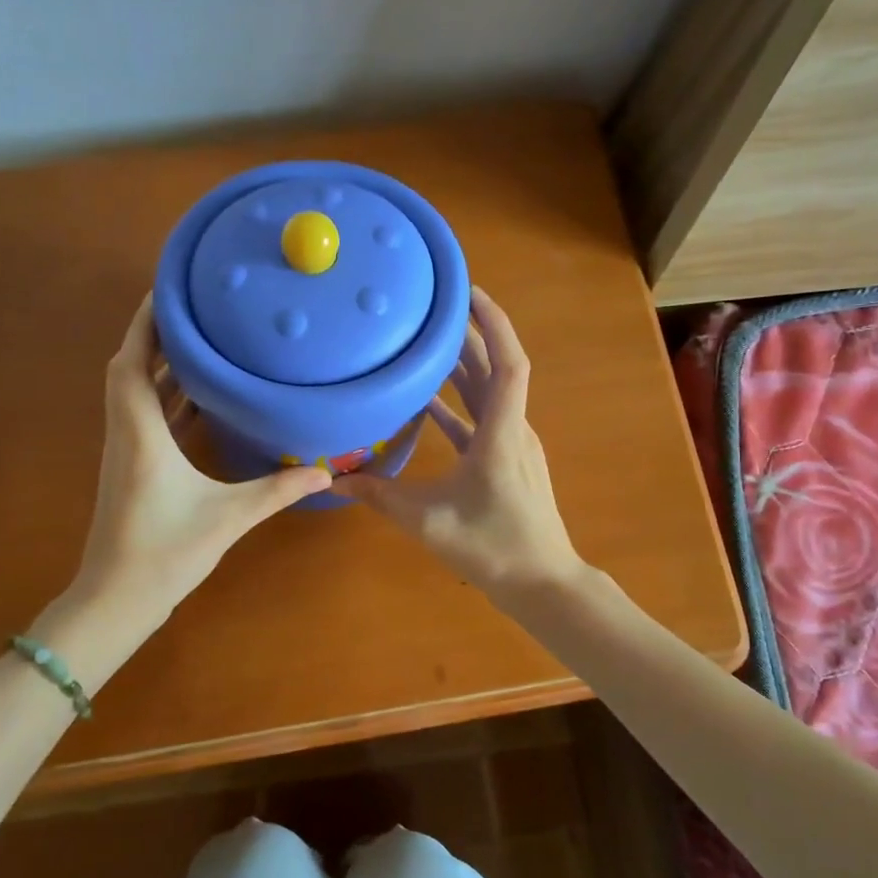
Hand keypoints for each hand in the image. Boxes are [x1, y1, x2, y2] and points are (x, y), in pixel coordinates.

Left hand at [69, 296, 332, 626]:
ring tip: (204, 342)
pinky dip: (168, 398)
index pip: (132, 362)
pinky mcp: (133, 469)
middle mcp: (127, 433)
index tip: (167, 290)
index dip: (145, 323)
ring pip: (137, 394)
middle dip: (158, 336)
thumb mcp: (228, 517)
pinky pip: (147, 417)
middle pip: (131, 369)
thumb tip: (325, 472)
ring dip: (163, 366)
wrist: (116, 600)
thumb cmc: (165, 553)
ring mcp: (126, 452)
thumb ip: (277, 491)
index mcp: (141, 433)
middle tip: (197, 310)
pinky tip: (201, 398)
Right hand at [335, 287, 582, 602]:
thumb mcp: (427, 521)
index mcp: (502, 433)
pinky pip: (483, 420)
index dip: (493, 323)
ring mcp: (513, 445)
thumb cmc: (492, 547)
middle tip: (435, 306)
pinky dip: (459, 405)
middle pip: (496, 368)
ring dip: (465, 366)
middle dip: (471, 334)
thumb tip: (335, 478)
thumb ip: (380, 496)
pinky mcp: (508, 461)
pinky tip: (429, 402)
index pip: (508, 362)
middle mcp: (513, 429)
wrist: (541, 584)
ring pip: (491, 393)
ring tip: (429, 341)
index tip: (468, 292)